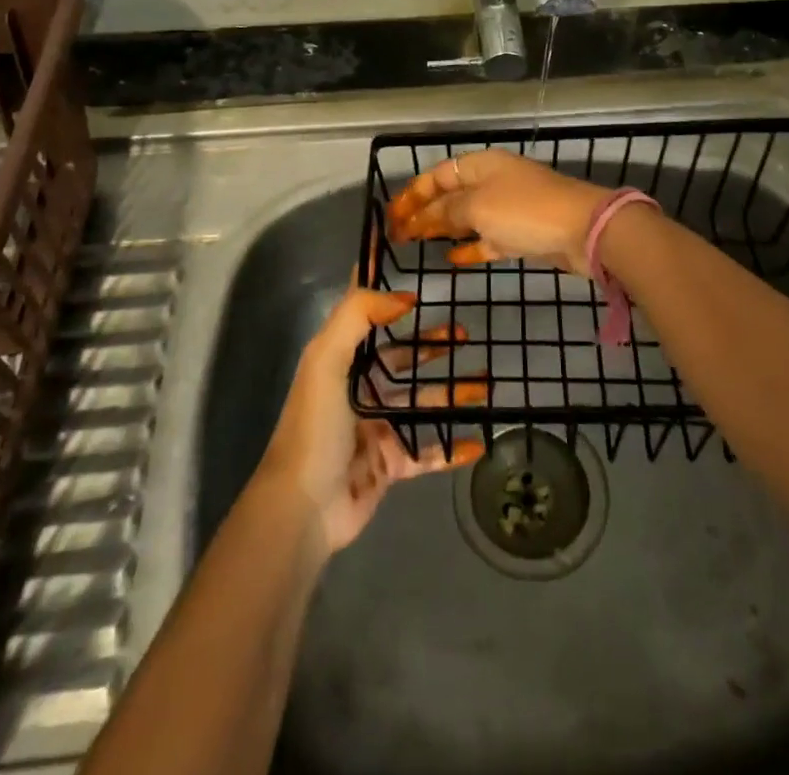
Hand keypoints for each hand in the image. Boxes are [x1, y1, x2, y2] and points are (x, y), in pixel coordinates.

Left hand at [257, 287, 484, 552]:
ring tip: (486, 383)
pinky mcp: (390, 463)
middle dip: (433, 345)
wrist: (303, 508)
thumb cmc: (315, 427)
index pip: (367, 317)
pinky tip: (478, 440)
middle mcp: (360, 388)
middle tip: (466, 333)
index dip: (389, 297)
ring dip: (452, 392)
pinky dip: (453, 446)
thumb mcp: (325, 360)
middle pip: (403, 358)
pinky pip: (428, 451)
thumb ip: (357, 317)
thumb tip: (402, 296)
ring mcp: (377, 427)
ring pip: (422, 402)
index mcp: (341, 360)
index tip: (421, 280)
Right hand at [386, 148, 613, 275]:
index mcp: (481, 164)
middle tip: (398, 235)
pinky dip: (471, 247)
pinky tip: (454, 259)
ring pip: (468, 217)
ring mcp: (509, 207)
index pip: (438, 174)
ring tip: (419, 244)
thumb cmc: (525, 211)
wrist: (584, 230)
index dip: (413, 193)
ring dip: (444, 229)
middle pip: (451, 195)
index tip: (391, 215)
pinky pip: (488, 238)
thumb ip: (447, 211)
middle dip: (424, 212)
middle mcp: (493, 181)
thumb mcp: (478, 207)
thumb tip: (425, 217)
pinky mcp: (523, 233)